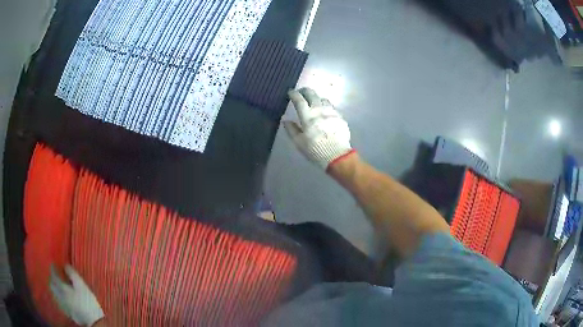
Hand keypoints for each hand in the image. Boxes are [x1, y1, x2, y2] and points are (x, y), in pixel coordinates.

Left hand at [50, 265, 103, 325]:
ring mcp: (62, 304)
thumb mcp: (81, 285)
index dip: (53, 268)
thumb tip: (65, 265)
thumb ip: (72, 274)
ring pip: (54, 293)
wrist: (93, 321)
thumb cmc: (87, 301)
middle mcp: (59, 295)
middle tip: (54, 274)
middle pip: (51, 284)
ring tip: (56, 284)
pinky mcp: (66, 311)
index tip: (53, 263)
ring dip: (53, 287)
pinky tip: (61, 296)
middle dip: (51, 278)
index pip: (54, 275)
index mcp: (62, 287)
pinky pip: (58, 300)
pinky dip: (57, 295)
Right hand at [284, 88, 353, 169]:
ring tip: (314, 101)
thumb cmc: (315, 149)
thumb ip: (291, 129)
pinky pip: (332, 107)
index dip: (294, 94)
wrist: (337, 155)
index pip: (299, 100)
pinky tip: (325, 111)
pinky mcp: (340, 117)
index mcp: (307, 116)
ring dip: (317, 98)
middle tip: (302, 92)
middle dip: (305, 91)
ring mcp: (331, 112)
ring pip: (323, 99)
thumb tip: (285, 120)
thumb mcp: (299, 142)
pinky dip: (326, 106)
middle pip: (312, 94)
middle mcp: (319, 110)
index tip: (291, 92)